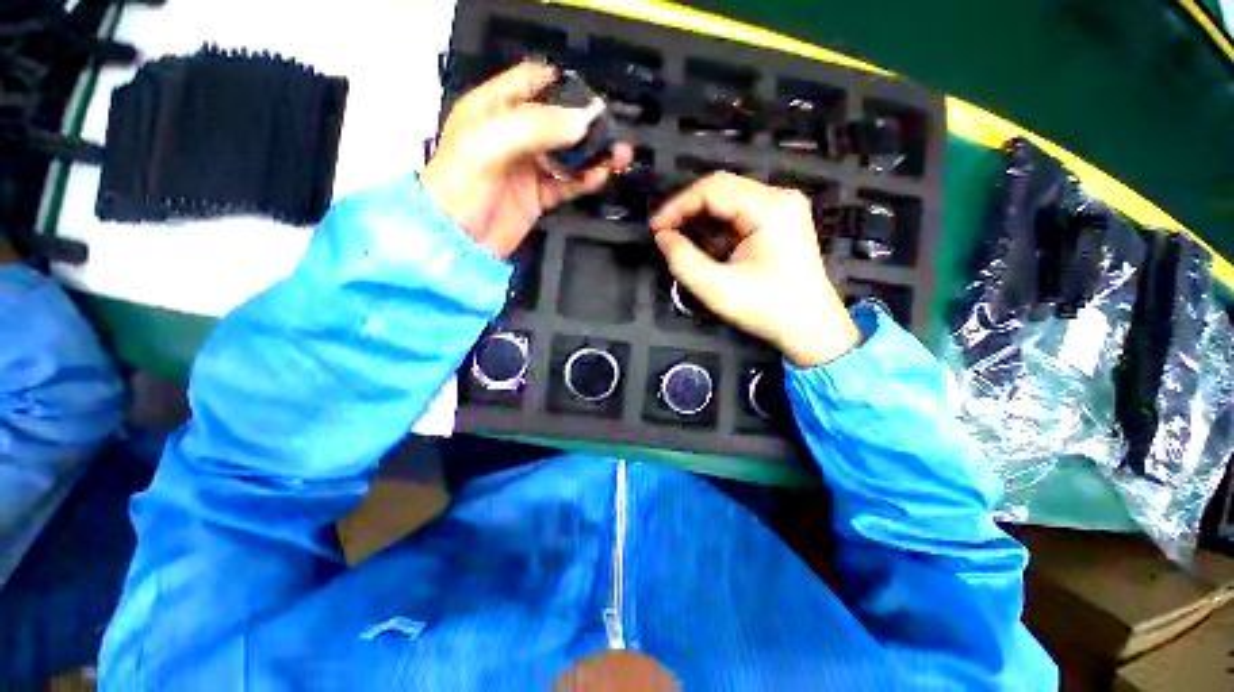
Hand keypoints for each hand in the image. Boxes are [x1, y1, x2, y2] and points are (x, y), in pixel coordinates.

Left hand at [422, 62, 633, 257]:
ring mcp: (528, 168)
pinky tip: (601, 177)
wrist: (457, 242)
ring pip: (567, 155)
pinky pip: (567, 185)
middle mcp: (513, 135)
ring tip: (620, 156)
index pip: (531, 82)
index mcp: (493, 109)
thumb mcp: (490, 144)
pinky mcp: (538, 197)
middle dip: (586, 123)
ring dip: (593, 155)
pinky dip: (585, 182)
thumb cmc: (461, 186)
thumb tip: (587, 120)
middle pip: (557, 121)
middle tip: (613, 130)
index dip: (562, 84)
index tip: (591, 94)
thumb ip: (538, 127)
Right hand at [650, 173, 859, 366]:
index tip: (655, 228)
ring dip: (701, 220)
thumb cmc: (768, 309)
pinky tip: (705, 247)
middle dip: (688, 211)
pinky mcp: (780, 221)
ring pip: (728, 201)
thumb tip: (662, 237)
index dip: (678, 205)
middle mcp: (780, 198)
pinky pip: (739, 214)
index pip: (714, 189)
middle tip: (664, 234)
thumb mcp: (717, 289)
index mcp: (771, 208)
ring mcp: (782, 208)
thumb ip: (683, 260)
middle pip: (722, 189)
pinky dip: (716, 228)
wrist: (811, 328)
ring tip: (680, 241)